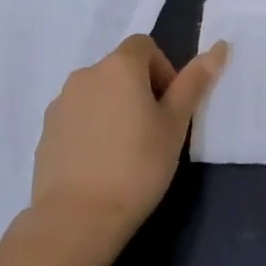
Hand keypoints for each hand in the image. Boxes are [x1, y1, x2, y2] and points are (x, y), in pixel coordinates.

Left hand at [26, 34, 228, 262]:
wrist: (76, 219)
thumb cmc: (137, 165)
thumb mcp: (176, 124)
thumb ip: (194, 82)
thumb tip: (220, 47)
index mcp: (119, 66)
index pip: (145, 46)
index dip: (163, 69)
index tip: (170, 106)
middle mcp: (85, 75)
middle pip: (120, 68)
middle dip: (140, 89)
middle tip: (155, 129)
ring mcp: (60, 103)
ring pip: (98, 93)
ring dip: (115, 107)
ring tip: (127, 149)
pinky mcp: (46, 132)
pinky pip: (78, 116)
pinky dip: (93, 127)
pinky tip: (102, 162)